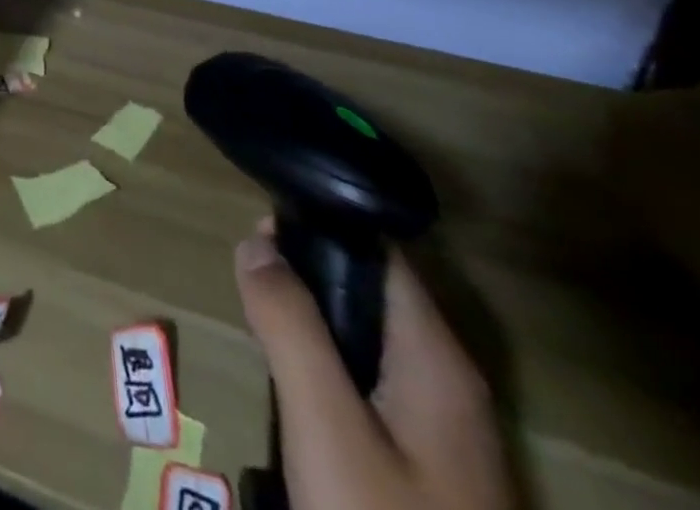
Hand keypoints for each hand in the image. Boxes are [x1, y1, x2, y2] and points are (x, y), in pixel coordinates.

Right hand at [234, 218, 513, 509]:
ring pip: (366, 344)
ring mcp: (444, 432)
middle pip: (370, 296)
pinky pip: (372, 390)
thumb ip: (290, 325)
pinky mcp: (431, 471)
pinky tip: (298, 397)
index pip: (378, 253)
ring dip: (313, 331)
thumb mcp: (324, 425)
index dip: (318, 229)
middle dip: (306, 281)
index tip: (259, 229)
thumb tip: (257, 240)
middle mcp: (448, 383)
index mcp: (436, 358)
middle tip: (250, 289)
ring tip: (263, 336)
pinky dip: (330, 375)